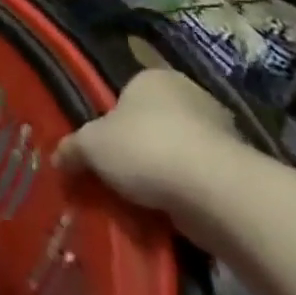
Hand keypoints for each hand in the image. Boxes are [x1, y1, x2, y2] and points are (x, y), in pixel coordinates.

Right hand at [54, 70, 241, 212]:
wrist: (215, 192)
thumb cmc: (145, 148)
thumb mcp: (91, 146)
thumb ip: (72, 149)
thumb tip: (57, 159)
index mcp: (153, 78)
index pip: (124, 96)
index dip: (109, 125)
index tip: (101, 153)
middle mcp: (190, 96)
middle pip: (152, 125)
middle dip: (137, 151)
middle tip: (117, 179)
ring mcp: (220, 133)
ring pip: (177, 155)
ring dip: (163, 177)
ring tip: (141, 205)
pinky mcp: (238, 171)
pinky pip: (199, 182)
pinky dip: (186, 197)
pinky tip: (169, 216)